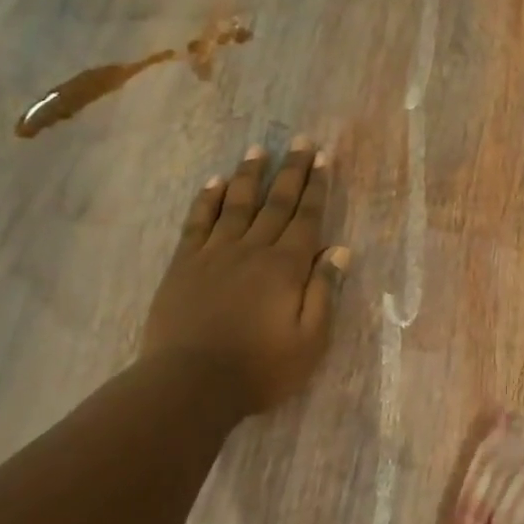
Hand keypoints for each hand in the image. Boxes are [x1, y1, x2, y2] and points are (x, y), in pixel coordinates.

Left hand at [142, 139, 348, 414]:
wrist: (191, 383)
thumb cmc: (260, 369)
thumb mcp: (310, 341)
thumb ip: (324, 292)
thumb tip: (339, 250)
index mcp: (286, 267)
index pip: (306, 218)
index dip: (316, 187)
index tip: (322, 158)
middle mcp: (252, 250)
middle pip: (276, 203)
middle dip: (290, 170)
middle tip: (299, 140)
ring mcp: (215, 254)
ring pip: (236, 204)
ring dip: (249, 175)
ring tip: (258, 150)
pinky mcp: (184, 264)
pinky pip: (198, 222)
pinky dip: (207, 199)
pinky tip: (214, 182)